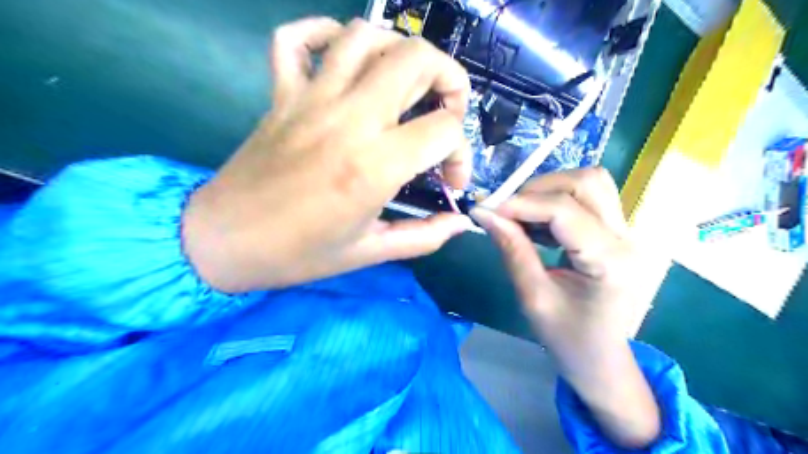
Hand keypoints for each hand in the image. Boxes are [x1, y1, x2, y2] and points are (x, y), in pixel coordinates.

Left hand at [181, 18, 475, 292]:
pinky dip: (324, 34)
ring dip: (399, 51)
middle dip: (449, 79)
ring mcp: (310, 98)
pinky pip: (297, 38)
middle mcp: (348, 119)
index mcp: (374, 165)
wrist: (222, 242)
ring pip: (364, 35)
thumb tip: (462, 223)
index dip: (461, 154)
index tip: (449, 181)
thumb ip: (424, 236)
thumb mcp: (370, 253)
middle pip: (415, 59)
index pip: (444, 129)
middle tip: (446, 113)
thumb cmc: (299, 254)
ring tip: (406, 84)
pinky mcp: (281, 94)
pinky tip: (343, 59)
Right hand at [471, 169, 659, 448]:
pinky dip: (557, 201)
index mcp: (610, 262)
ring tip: (523, 216)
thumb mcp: (533, 297)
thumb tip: (485, 214)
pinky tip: (539, 224)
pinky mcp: (618, 233)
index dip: (521, 203)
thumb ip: (512, 249)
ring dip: (550, 190)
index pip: (564, 210)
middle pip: (586, 182)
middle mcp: (627, 239)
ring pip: (591, 183)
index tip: (487, 209)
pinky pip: (589, 198)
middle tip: (507, 211)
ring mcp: (628, 233)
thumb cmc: (568, 338)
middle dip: (538, 189)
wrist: (602, 359)